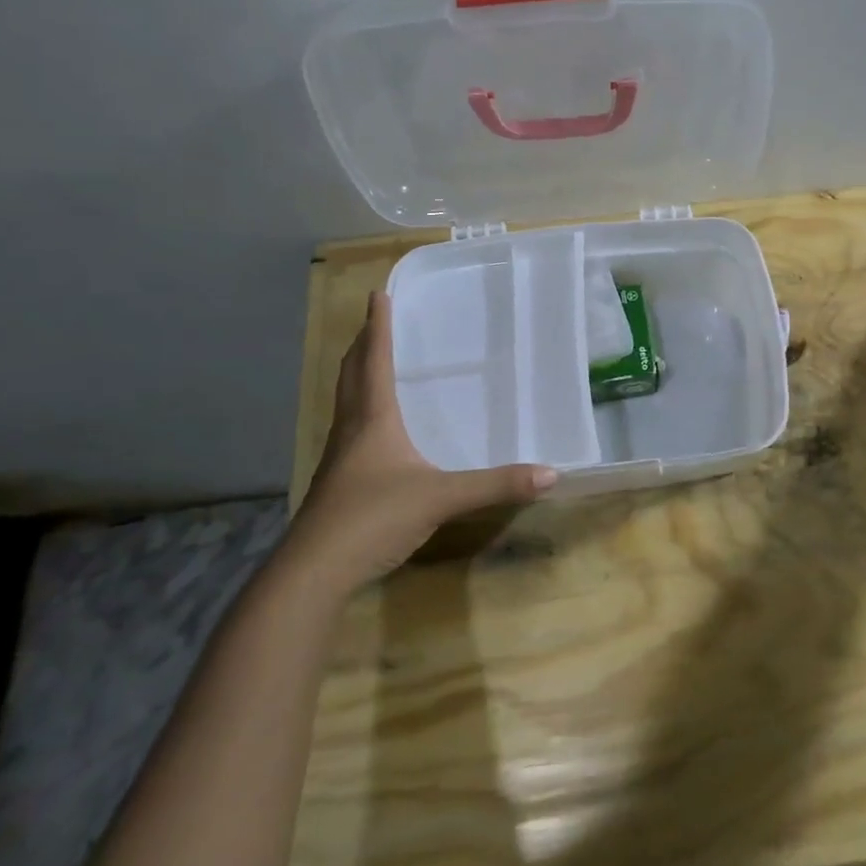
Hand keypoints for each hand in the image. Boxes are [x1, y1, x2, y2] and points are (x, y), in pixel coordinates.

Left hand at [284, 291, 556, 592]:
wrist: (314, 570)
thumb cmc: (374, 517)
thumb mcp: (442, 498)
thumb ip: (496, 485)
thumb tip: (551, 474)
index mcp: (373, 419)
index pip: (375, 361)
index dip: (379, 327)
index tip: (378, 294)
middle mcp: (351, 430)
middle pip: (351, 375)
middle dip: (363, 345)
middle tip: (374, 322)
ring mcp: (338, 458)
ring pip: (345, 402)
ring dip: (356, 376)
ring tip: (371, 364)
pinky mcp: (336, 483)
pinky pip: (349, 430)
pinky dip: (359, 411)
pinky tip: (373, 430)